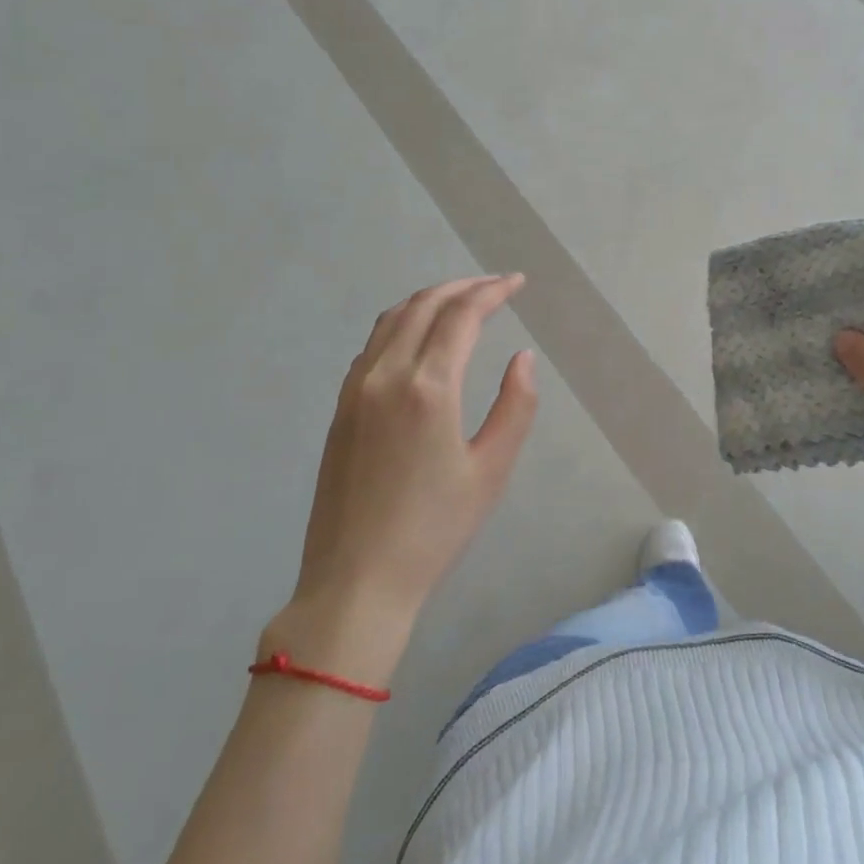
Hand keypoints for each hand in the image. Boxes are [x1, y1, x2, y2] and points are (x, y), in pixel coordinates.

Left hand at [277, 276, 538, 658]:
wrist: (356, 580)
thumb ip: (516, 406)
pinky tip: (419, 339)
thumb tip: (522, 358)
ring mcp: (356, 390)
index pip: (461, 315)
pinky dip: (401, 324)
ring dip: (428, 300)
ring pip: (391, 320)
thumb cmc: (434, 530)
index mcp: (427, 388)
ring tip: (461, 301)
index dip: (492, 292)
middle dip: (462, 286)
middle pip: (423, 305)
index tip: (517, 282)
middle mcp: (386, 375)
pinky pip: (372, 345)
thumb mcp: (491, 470)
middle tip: (495, 285)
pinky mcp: (341, 409)